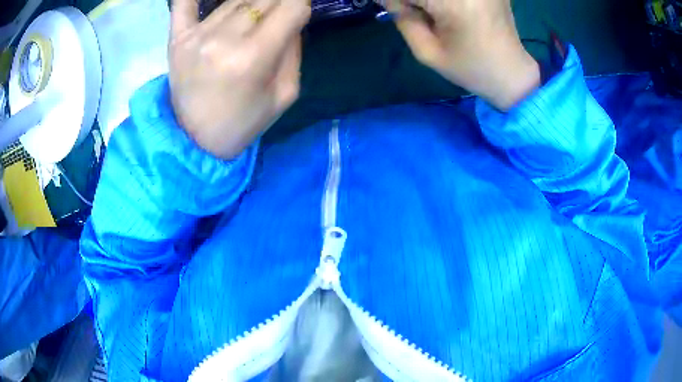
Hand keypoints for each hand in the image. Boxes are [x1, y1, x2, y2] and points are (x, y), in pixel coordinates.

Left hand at [169, 0, 310, 158]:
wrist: (195, 141)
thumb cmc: (243, 122)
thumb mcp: (285, 94)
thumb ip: (293, 50)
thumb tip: (293, 17)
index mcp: (253, 57)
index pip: (291, 7)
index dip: (301, 5)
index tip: (298, 13)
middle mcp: (223, 39)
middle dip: (279, 4)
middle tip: (277, 18)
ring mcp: (196, 36)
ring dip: (252, 4)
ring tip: (253, 20)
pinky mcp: (177, 38)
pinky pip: (184, 3)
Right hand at [385, 0, 540, 109]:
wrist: (512, 73)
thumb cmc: (470, 68)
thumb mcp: (427, 52)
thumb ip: (403, 18)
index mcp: (455, 4)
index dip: (395, 0)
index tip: (393, 9)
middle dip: (413, 1)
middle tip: (413, 12)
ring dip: (428, 1)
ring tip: (431, 13)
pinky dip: (443, 2)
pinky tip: (445, 10)